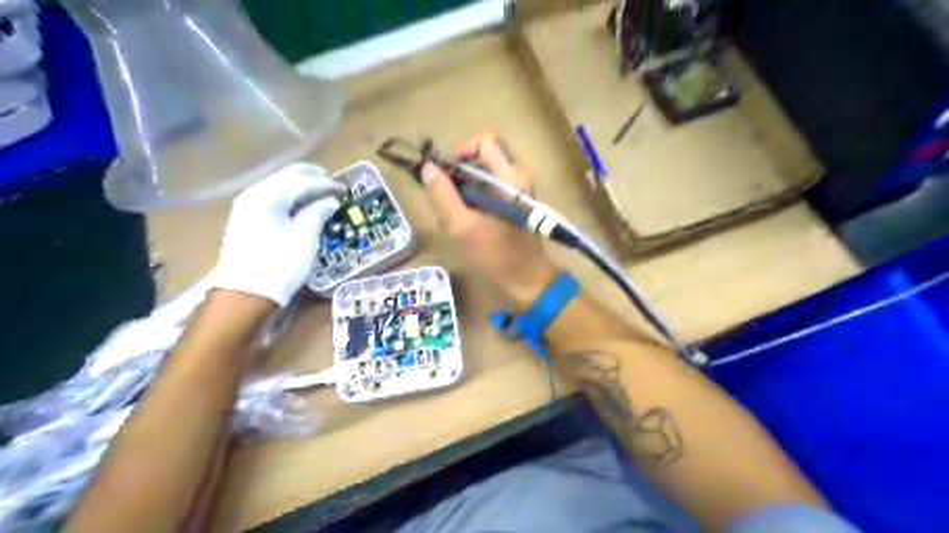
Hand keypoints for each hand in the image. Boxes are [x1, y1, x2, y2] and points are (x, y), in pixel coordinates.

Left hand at [208, 165, 343, 307]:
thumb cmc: (279, 266)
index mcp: (268, 197)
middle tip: (333, 183)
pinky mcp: (246, 218)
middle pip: (286, 177)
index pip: (301, 182)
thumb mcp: (305, 239)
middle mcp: (254, 194)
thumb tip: (330, 201)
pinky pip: (272, 197)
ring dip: (300, 186)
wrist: (244, 294)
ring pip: (278, 186)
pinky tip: (302, 204)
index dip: (325, 184)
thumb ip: (317, 213)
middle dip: (311, 178)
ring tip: (321, 193)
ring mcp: (247, 206)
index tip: (345, 189)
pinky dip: (290, 197)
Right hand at [421, 132, 558, 308]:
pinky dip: (473, 197)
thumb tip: (428, 168)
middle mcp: (517, 177)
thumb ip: (443, 196)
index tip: (443, 173)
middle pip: (483, 155)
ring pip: (484, 172)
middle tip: (444, 194)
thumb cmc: (497, 257)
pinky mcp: (514, 203)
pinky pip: (489, 187)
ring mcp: (517, 190)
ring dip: (463, 186)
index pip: (484, 140)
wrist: (529, 282)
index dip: (459, 150)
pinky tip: (464, 221)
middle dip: (459, 171)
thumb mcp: (462, 228)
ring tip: (452, 213)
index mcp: (510, 177)